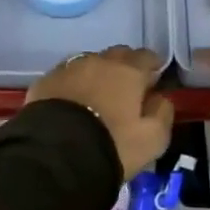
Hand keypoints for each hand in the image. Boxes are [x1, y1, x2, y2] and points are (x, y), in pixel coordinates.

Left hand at [27, 46, 174, 177]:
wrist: (56, 154)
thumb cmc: (112, 145)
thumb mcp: (152, 139)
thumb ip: (163, 113)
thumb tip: (160, 98)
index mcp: (129, 71)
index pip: (147, 56)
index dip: (152, 66)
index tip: (153, 80)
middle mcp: (100, 61)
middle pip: (118, 55)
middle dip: (125, 66)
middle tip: (126, 89)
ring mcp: (70, 68)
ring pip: (90, 62)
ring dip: (97, 74)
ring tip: (97, 97)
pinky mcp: (46, 80)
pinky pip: (66, 76)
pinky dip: (73, 85)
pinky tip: (71, 103)